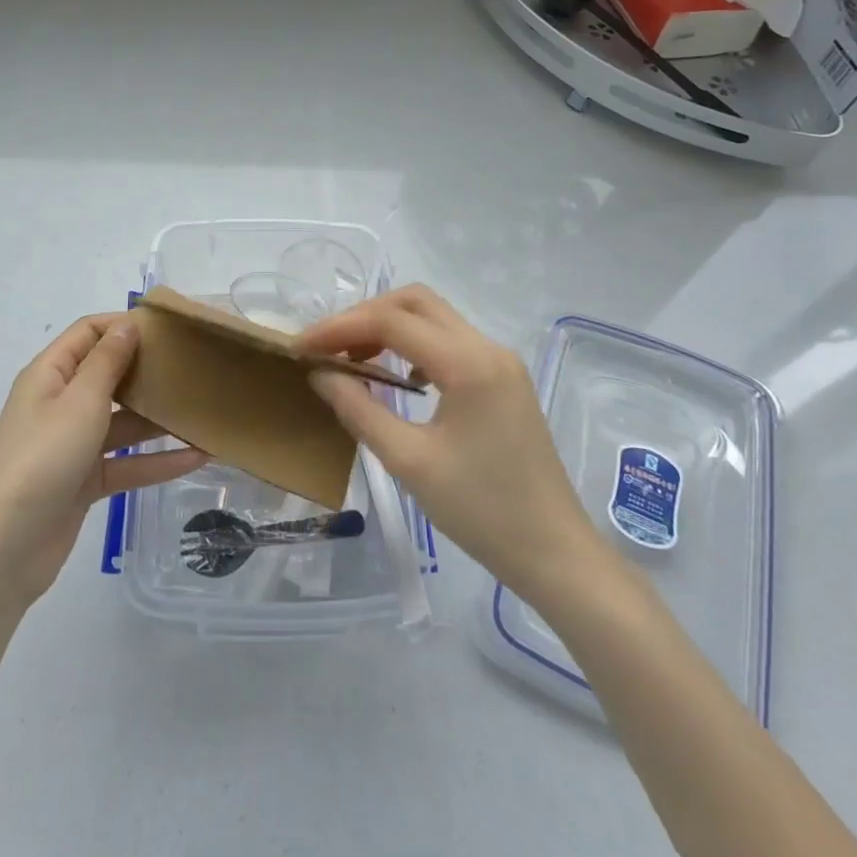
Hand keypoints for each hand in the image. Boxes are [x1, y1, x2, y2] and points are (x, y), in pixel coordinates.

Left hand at [0, 315, 207, 606]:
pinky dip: (157, 460)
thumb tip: (127, 324)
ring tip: (204, 410)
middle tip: (192, 365)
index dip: (123, 325)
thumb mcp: (79, 402)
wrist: (3, 550)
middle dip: (147, 369)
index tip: (167, 328)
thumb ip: (108, 362)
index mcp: (50, 375)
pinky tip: (198, 457)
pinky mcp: (85, 482)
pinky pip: (126, 462)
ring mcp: (72, 445)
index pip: (88, 333)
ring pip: (122, 421)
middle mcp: (60, 404)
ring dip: (159, 418)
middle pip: (108, 375)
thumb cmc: (41, 459)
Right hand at [302, 286, 609, 605]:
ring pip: (434, 318)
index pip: (392, 321)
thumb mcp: (410, 462)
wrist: (555, 553)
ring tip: (352, 357)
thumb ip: (360, 410)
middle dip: (365, 316)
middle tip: (327, 346)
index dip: (340, 327)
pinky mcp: (504, 379)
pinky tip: (397, 376)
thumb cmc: (481, 511)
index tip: (301, 346)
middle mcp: (488, 348)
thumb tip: (320, 374)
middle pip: (415, 302)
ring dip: (389, 326)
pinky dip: (414, 344)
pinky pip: (451, 341)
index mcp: (468, 363)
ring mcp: (501, 361)